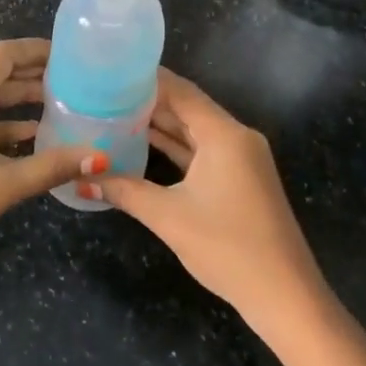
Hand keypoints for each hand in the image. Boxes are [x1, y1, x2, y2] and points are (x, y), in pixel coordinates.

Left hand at [0, 39, 105, 284]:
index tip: (70, 56)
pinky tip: (29, 140)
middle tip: (73, 82)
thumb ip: (52, 166)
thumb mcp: (3, 185)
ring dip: (16, 102)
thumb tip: (99, 157)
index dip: (37, 51)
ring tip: (60, 108)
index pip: (3, 54)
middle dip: (31, 76)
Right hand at [86, 69, 324, 325]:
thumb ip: (124, 190)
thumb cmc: (227, 247)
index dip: (146, 79)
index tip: (111, 70)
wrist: (284, 296)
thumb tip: (81, 180)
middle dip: (148, 100)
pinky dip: (174, 148)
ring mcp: (240, 160)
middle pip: (187, 108)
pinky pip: (202, 152)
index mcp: (224, 135)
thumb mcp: (168, 216)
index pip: (181, 91)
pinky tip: (142, 145)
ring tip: (115, 113)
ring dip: (160, 125)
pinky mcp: (240, 180)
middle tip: (104, 92)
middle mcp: (236, 138)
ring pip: (194, 131)